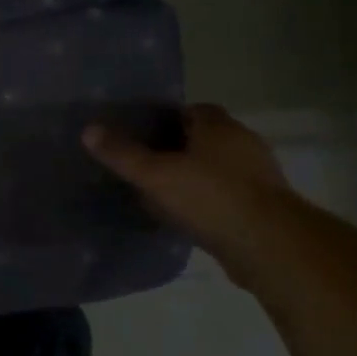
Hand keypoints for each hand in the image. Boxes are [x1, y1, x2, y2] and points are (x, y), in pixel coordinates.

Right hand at [83, 104, 290, 271]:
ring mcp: (256, 176)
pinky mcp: (261, 207)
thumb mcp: (156, 175)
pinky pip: (224, 196)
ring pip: (215, 169)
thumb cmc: (210, 198)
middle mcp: (242, 144)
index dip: (164, 120)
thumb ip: (122, 154)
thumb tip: (88, 130)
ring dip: (192, 178)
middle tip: (143, 165)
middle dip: (176, 149)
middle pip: (203, 139)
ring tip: (159, 193)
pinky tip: (184, 218)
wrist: (268, 245)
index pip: (191, 110)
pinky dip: (205, 202)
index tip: (140, 136)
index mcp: (220, 127)